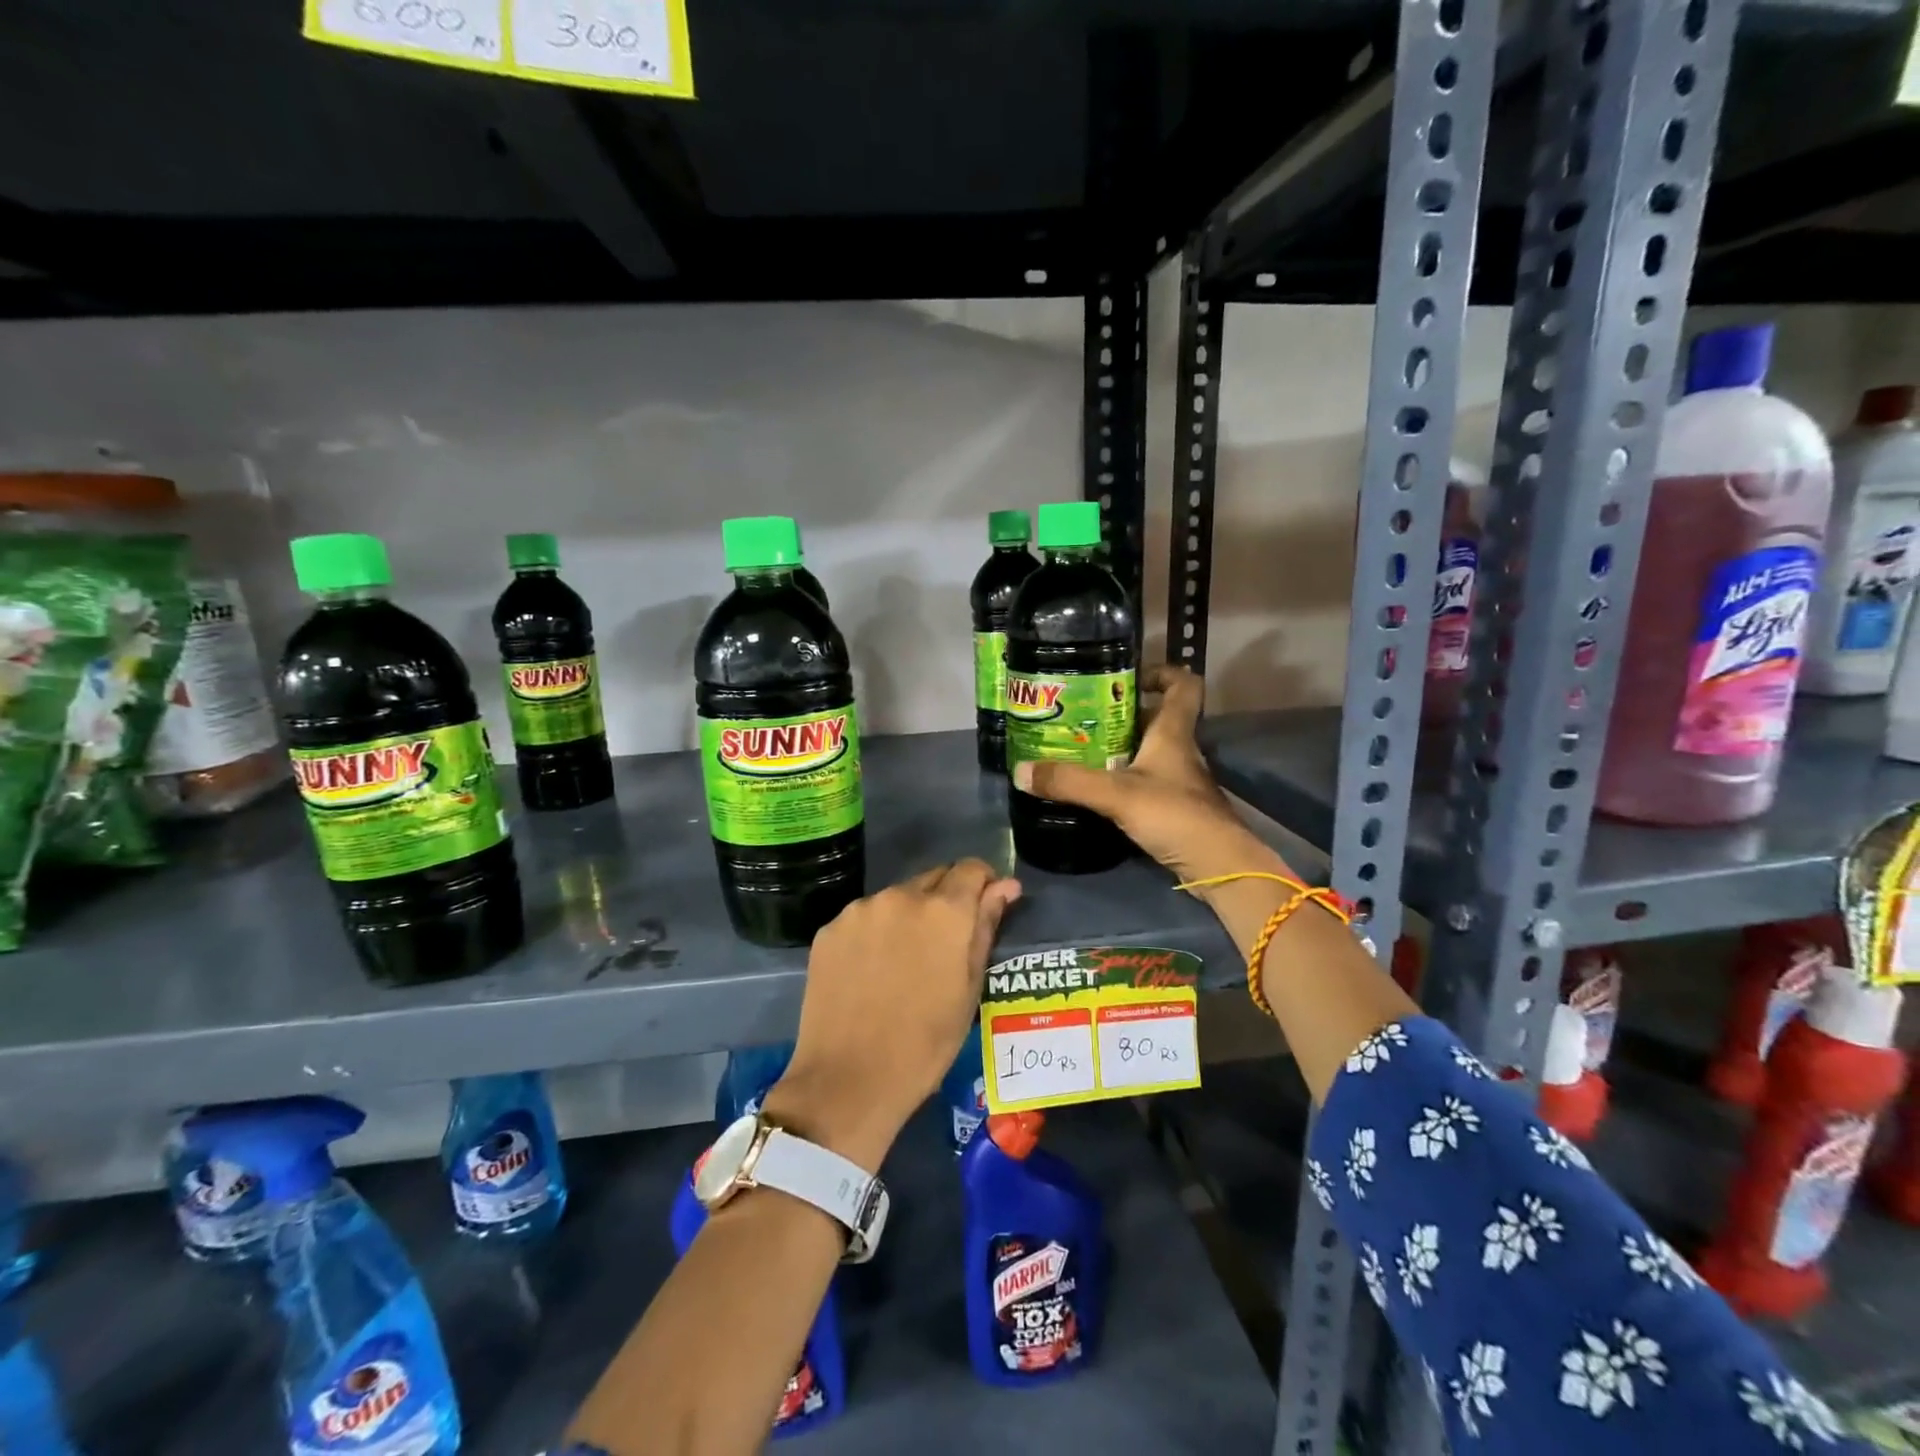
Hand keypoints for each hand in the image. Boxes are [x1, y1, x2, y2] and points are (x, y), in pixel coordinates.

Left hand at [764, 860, 1021, 1168]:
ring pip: (897, 898)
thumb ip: (985, 927)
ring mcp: (860, 910)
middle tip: (945, 945)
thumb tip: (1005, 886)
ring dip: (909, 916)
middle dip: (945, 900)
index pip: (971, 869)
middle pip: (933, 879)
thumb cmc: (925, 1044)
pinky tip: (872, 971)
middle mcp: (900, 896)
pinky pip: (864, 918)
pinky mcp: (829, 929)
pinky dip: (875, 932)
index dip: (982, 884)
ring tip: (904, 963)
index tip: (984, 909)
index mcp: (943, 910)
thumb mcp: (969, 989)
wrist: (847, 1081)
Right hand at [1013, 665, 1288, 884]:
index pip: (1183, 685)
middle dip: (1120, 715)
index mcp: (1173, 733)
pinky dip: (1123, 781)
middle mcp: (1180, 751)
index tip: (1127, 677)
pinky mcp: (1175, 808)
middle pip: (1155, 719)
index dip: (1161, 672)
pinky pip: (1146, 782)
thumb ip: (1070, 782)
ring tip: (1079, 752)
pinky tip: (1097, 791)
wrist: (1218, 867)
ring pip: (1148, 752)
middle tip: (1081, 719)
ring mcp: (1179, 781)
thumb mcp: (1117, 795)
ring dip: (1118, 750)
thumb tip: (1020, 770)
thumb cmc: (1175, 815)